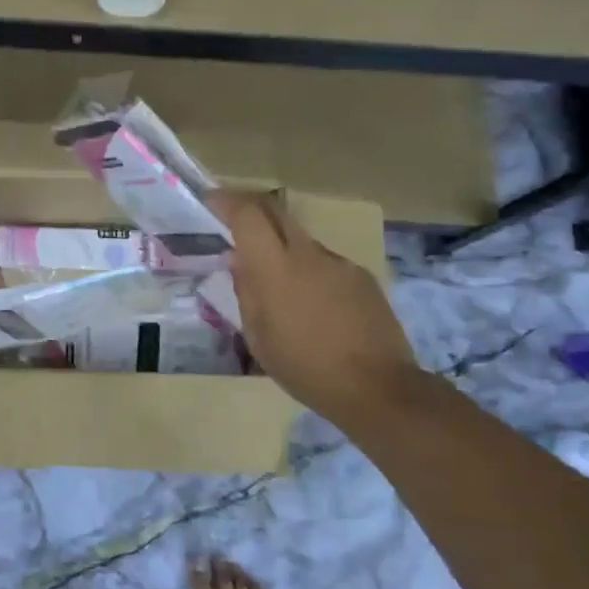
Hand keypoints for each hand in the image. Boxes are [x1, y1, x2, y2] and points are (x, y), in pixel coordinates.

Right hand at [209, 191, 425, 422]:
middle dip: (252, 210)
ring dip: (283, 249)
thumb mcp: (259, 337)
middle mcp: (308, 254)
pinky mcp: (362, 277)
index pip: (249, 215)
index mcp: (276, 269)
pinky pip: (325, 263)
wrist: (377, 388)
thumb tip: (240, 262)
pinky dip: (310, 272)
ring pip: (301, 241)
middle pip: (276, 213)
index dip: (227, 201)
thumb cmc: (305, 368)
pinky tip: (314, 306)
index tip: (211, 200)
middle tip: (234, 224)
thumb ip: (246, 292)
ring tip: (279, 287)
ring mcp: (339, 263)